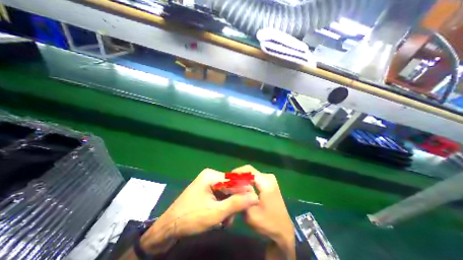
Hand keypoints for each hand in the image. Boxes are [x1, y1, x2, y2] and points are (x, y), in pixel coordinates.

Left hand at [139, 168, 258, 254]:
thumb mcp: (215, 213)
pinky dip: (223, 206)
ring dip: (229, 206)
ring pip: (226, 192)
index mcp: (211, 176)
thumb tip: (254, 197)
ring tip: (226, 221)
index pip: (233, 180)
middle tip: (235, 216)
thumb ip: (236, 204)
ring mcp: (208, 183)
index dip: (243, 190)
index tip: (253, 201)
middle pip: (230, 186)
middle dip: (234, 201)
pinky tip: (221, 217)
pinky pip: (220, 195)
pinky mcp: (206, 190)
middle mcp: (210, 176)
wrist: (168, 227)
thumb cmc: (191, 218)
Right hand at [232, 166, 295, 259]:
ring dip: (243, 178)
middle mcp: (268, 177)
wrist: (283, 230)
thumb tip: (235, 186)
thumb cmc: (267, 223)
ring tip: (234, 186)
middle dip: (238, 176)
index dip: (236, 173)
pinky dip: (248, 181)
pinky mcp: (270, 183)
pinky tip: (242, 188)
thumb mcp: (250, 213)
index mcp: (265, 182)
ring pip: (252, 174)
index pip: (248, 170)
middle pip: (249, 171)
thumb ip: (242, 196)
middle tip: (229, 184)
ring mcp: (270, 179)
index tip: (227, 179)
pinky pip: (255, 178)